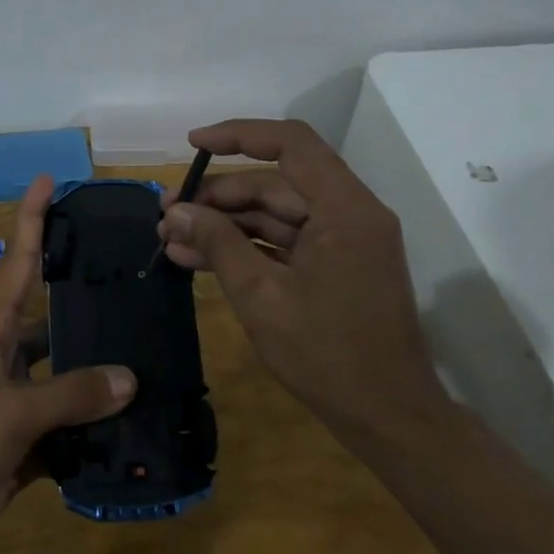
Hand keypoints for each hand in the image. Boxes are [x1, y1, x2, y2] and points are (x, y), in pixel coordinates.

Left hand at [0, 175, 134, 553]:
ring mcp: (12, 393)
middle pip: (52, 313)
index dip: (33, 217)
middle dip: (87, 295)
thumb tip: (128, 378)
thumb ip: (70, 395)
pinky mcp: (21, 434)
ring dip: (98, 366)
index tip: (50, 178)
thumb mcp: (9, 413)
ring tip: (151, 350)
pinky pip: (65, 416)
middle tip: (137, 274)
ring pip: (64, 368)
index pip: (18, 257)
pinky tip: (133, 419)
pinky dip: (92, 419)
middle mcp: (3, 351)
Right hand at [158, 119, 444, 428]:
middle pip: (276, 183)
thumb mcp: (261, 296)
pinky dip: (244, 247)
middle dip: (218, 195)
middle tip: (166, 213)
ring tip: (171, 238)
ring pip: (274, 214)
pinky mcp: (333, 267)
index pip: (291, 144)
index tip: (192, 144)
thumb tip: (177, 211)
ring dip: (224, 224)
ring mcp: (342, 242)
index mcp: (345, 209)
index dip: (238, 135)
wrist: (387, 418)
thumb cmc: (327, 355)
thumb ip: (219, 243)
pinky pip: (283, 242)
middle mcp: (349, 214)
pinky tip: (197, 258)